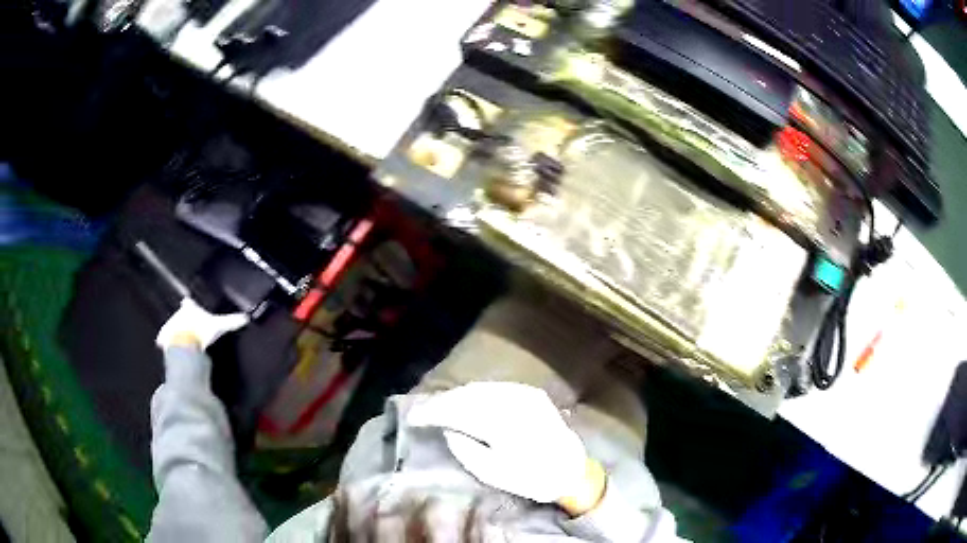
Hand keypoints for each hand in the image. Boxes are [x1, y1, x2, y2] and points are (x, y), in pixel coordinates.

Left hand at [156, 298, 248, 350]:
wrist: (183, 344)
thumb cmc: (199, 331)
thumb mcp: (218, 326)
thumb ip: (231, 321)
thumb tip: (245, 317)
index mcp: (189, 310)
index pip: (189, 304)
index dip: (189, 305)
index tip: (188, 303)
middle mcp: (177, 315)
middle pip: (179, 316)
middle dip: (182, 320)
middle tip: (188, 327)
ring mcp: (169, 327)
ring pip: (171, 328)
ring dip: (175, 333)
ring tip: (181, 341)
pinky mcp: (164, 340)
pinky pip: (165, 342)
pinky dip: (167, 346)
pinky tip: (171, 351)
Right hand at [407, 382, 596, 505]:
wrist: (571, 470)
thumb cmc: (531, 478)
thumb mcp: (492, 473)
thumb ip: (465, 449)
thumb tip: (447, 429)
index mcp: (501, 424)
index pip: (456, 410)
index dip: (432, 412)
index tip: (413, 417)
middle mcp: (512, 402)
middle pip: (466, 395)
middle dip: (441, 402)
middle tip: (422, 412)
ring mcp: (523, 394)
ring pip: (480, 388)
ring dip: (456, 396)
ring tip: (440, 406)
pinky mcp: (531, 393)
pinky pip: (495, 388)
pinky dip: (476, 393)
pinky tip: (466, 401)